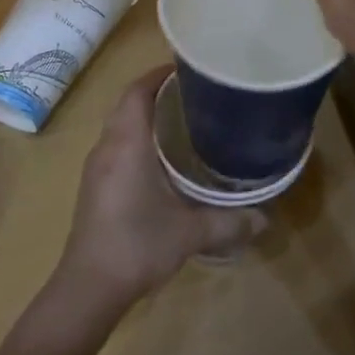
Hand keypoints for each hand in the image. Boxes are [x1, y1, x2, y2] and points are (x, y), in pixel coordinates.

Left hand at [55, 66, 267, 307]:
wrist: (89, 287)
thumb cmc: (138, 245)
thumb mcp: (190, 232)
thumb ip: (229, 221)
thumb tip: (266, 218)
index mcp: (127, 144)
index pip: (137, 91)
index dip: (158, 74)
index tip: (187, 67)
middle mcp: (107, 147)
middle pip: (127, 104)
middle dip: (155, 91)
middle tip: (193, 91)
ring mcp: (96, 168)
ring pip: (119, 126)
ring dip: (144, 115)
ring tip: (182, 118)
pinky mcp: (94, 186)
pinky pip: (115, 146)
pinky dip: (136, 137)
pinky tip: (161, 158)